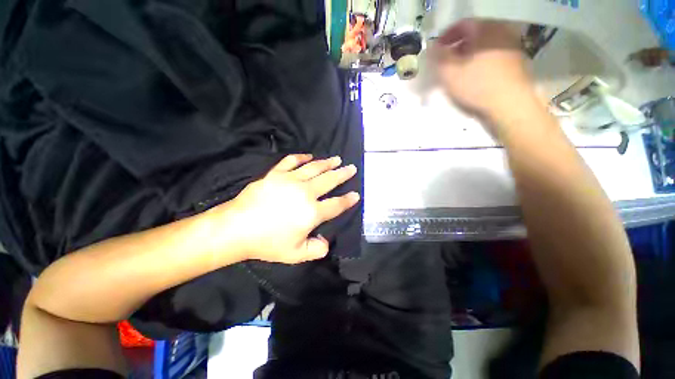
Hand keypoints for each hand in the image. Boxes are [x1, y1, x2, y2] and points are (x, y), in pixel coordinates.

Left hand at [211, 154, 359, 263]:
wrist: (236, 228)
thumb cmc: (267, 243)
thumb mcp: (295, 254)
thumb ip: (316, 249)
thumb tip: (327, 242)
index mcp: (312, 212)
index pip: (336, 205)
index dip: (348, 200)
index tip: (356, 194)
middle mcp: (305, 192)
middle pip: (329, 180)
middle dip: (343, 174)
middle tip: (352, 167)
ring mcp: (290, 180)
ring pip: (314, 168)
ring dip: (327, 163)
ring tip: (337, 159)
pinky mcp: (276, 174)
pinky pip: (291, 161)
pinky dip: (301, 157)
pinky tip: (309, 156)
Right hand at [432, 19, 537, 127]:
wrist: (510, 105)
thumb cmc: (476, 86)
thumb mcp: (449, 72)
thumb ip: (438, 57)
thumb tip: (432, 47)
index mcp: (485, 29)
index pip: (461, 24)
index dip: (445, 36)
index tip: (436, 51)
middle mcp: (501, 32)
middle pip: (474, 34)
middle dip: (457, 47)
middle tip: (446, 63)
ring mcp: (512, 46)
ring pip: (485, 46)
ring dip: (469, 55)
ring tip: (459, 72)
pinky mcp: (517, 62)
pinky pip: (494, 55)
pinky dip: (481, 62)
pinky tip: (475, 77)